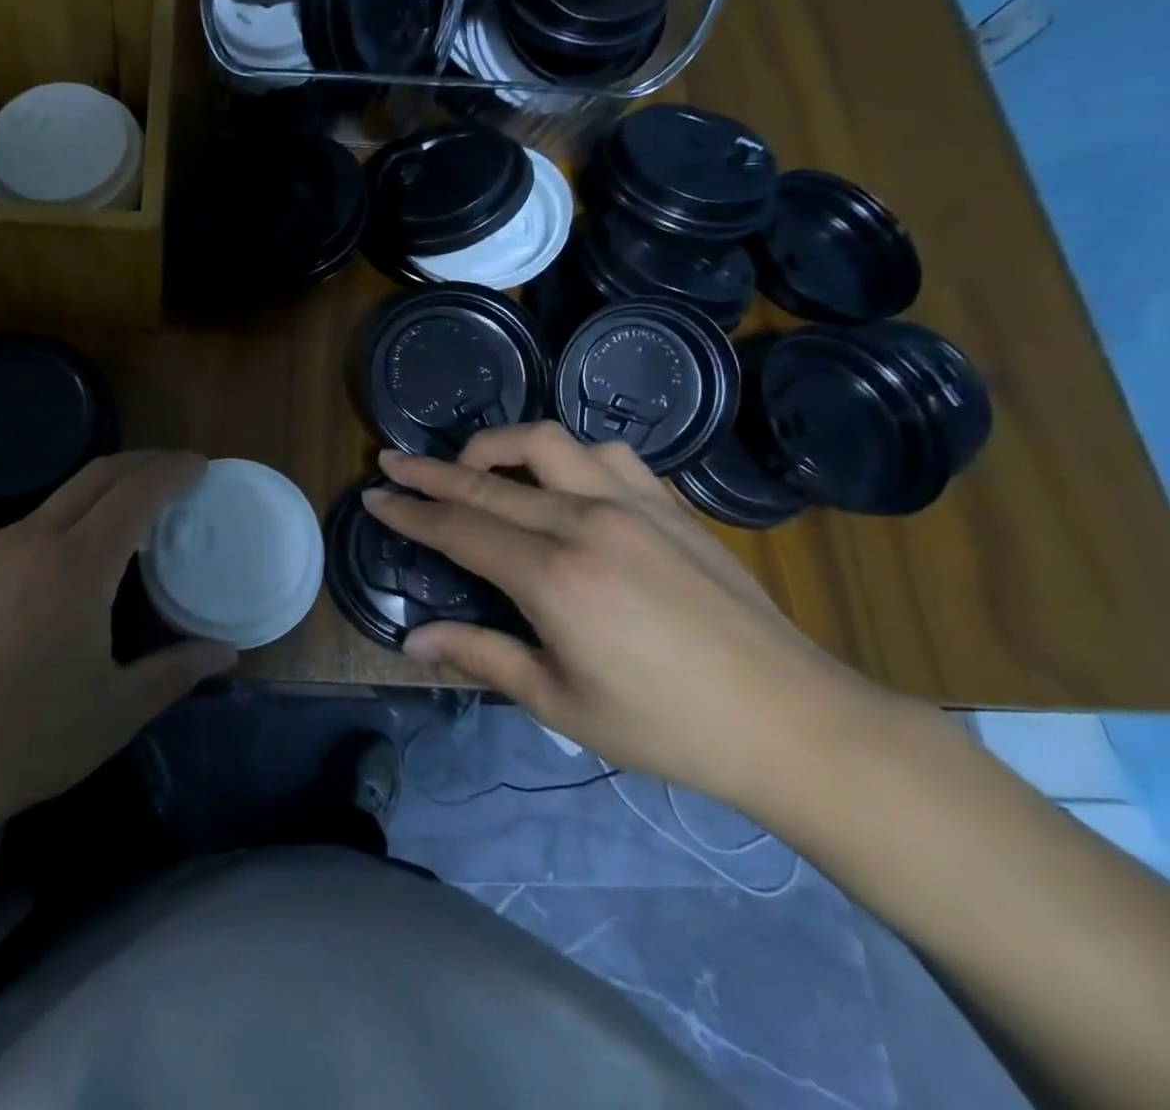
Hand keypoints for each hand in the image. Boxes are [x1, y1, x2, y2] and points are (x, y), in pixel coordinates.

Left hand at [0, 451, 235, 855]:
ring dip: (98, 496)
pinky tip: (61, 565)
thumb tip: (228, 652)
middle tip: (174, 472)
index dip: (172, 471)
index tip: (199, 464)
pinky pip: (20, 530)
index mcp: (76, 567)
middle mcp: (28, 540)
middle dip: (141, 463)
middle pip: (95, 476)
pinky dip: (58, 526)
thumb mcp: (116, 711)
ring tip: (124, 523)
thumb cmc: (26, 741)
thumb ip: (177, 671)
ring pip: (55, 501)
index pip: (135, 493)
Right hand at [366, 425, 885, 806]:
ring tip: (476, 465)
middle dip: (430, 470)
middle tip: (392, 462)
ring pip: (547, 443)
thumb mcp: (560, 704)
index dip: (410, 512)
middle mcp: (586, 523)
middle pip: (486, 480)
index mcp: (554, 577)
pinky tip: (562, 481)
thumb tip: (412, 641)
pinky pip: (607, 454)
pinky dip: (568, 456)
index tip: (374, 497)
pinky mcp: (670, 506)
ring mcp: (633, 505)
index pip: (459, 529)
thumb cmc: (667, 726)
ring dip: (499, 445)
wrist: (794, 722)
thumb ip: (481, 655)